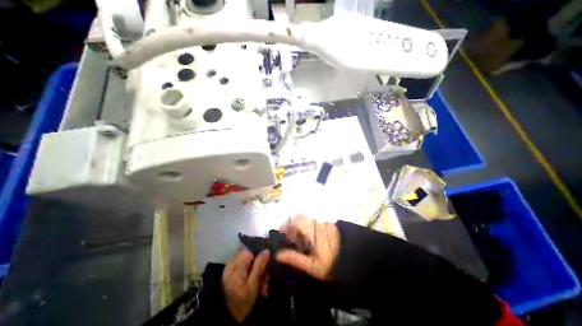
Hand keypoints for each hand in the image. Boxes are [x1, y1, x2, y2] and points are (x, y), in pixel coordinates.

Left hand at [222, 249, 268, 323]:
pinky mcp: (229, 275)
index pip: (256, 252)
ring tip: (261, 292)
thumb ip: (260, 266)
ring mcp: (231, 268)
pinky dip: (249, 279)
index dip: (264, 261)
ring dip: (257, 277)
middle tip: (265, 287)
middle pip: (253, 259)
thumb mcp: (253, 285)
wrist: (218, 321)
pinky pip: (244, 272)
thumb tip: (267, 250)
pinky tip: (253, 291)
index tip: (268, 274)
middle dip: (261, 271)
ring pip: (249, 266)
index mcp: (240, 260)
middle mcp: (235, 260)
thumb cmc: (238, 302)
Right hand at [276, 215, 341, 280]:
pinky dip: (306, 225)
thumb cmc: (330, 266)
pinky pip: (313, 220)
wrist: (351, 261)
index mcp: (314, 233)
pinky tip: (307, 236)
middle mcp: (318, 224)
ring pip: (306, 218)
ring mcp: (324, 222)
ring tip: (297, 237)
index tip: (281, 233)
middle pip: (300, 216)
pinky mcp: (327, 223)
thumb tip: (277, 255)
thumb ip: (294, 259)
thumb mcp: (311, 266)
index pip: (297, 221)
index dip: (287, 225)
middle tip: (288, 236)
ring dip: (298, 224)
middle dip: (291, 224)